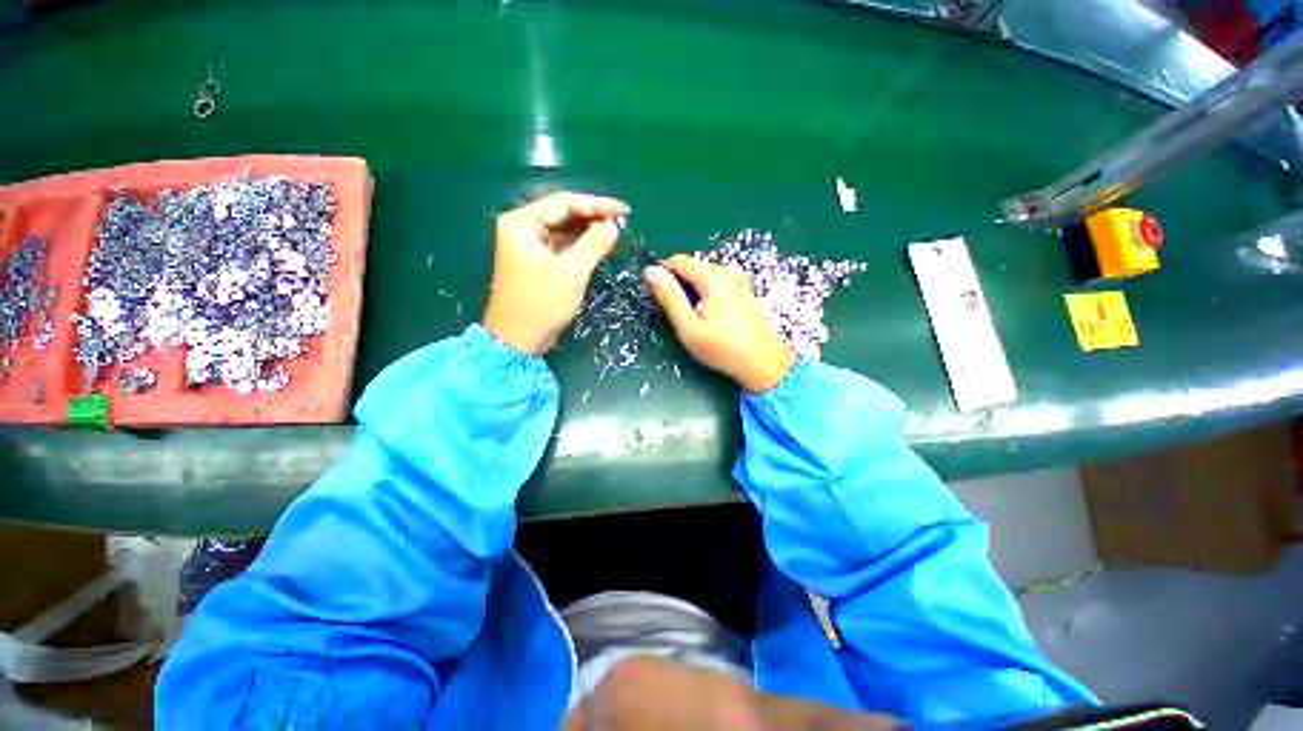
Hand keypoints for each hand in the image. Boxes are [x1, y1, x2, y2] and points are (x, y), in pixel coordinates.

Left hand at [484, 192, 629, 354]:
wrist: (517, 340)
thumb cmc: (542, 304)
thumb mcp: (572, 272)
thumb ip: (594, 244)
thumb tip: (613, 225)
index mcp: (522, 223)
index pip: (564, 202)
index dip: (597, 204)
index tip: (625, 211)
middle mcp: (520, 227)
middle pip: (562, 213)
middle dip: (593, 216)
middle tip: (622, 222)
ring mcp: (526, 244)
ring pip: (562, 229)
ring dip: (587, 230)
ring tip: (614, 232)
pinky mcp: (533, 259)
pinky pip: (560, 244)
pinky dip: (579, 245)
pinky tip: (597, 245)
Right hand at [645, 255, 794, 393]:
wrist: (763, 363)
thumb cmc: (722, 348)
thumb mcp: (688, 327)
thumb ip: (669, 297)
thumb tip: (650, 271)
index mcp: (713, 277)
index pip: (678, 261)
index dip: (663, 274)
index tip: (659, 298)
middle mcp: (728, 271)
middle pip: (692, 268)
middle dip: (680, 287)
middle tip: (680, 316)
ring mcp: (739, 280)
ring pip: (703, 277)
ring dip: (693, 293)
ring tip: (696, 320)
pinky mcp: (744, 290)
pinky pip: (716, 284)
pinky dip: (707, 296)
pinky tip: (711, 319)